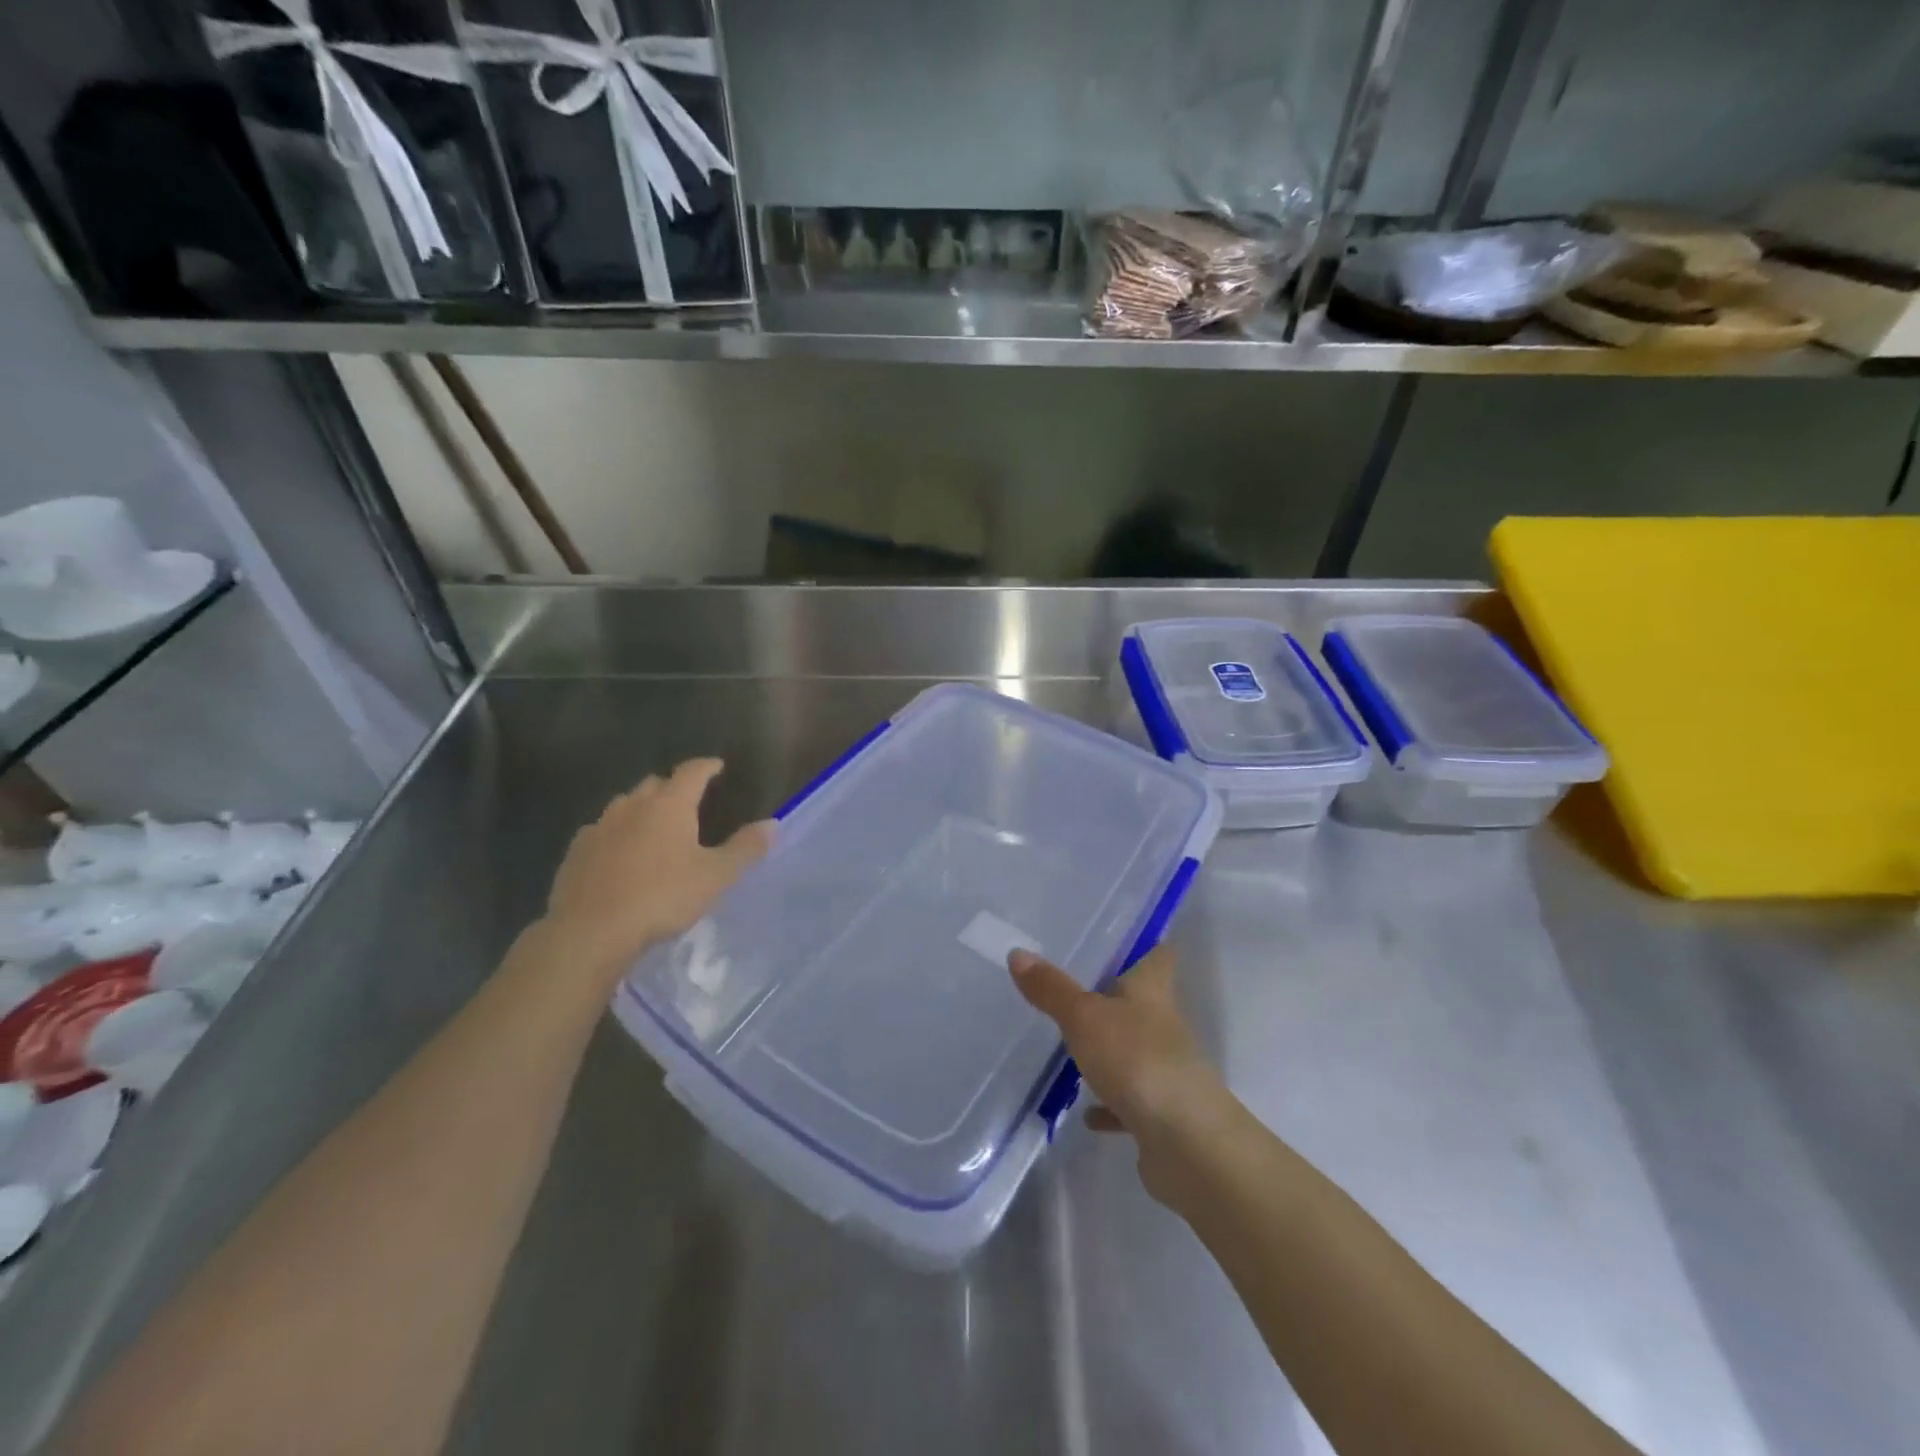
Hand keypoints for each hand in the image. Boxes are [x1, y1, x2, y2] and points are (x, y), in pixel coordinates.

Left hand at [531, 759, 771, 991]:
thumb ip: (745, 848)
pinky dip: (615, 834)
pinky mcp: (576, 852)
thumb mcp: (715, 876)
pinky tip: (619, 854)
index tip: (718, 766)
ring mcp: (599, 827)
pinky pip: (601, 832)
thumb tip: (773, 823)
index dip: (707, 766)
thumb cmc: (661, 898)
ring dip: (641, 809)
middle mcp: (632, 806)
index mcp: (669, 805)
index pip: (692, 772)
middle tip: (688, 800)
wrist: (590, 931)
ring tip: (654, 826)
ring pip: (624, 805)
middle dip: (672, 787)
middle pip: (655, 784)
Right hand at [1010, 945, 1233, 1205]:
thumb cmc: (1137, 1061)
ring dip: (1110, 1049)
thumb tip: (1018, 952)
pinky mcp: (1159, 1112)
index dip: (1145, 942)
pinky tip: (1086, 1112)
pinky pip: (1130, 1101)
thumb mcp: (1084, 1017)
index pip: (1158, 954)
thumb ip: (1052, 989)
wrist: (1186, 1144)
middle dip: (1115, 994)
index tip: (1121, 935)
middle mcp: (1163, 1024)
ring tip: (1073, 1045)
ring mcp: (1164, 1069)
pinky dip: (1109, 1104)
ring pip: (1134, 1049)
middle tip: (1074, 984)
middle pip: (1143, 1000)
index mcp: (1152, 991)